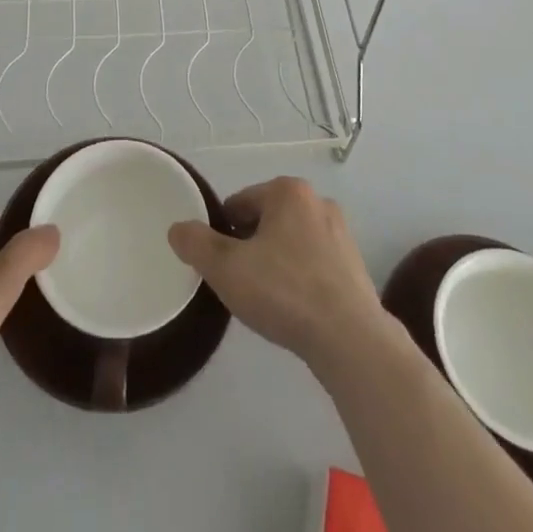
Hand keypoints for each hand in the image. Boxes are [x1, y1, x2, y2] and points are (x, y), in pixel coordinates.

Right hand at [167, 177, 388, 371]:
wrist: (350, 340)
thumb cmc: (284, 292)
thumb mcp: (227, 268)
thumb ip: (197, 244)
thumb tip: (177, 228)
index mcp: (287, 191)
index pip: (239, 204)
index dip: (222, 234)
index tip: (219, 266)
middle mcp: (317, 201)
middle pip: (265, 221)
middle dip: (250, 247)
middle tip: (240, 284)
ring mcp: (341, 233)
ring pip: (290, 243)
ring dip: (275, 263)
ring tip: (267, 300)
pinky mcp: (355, 265)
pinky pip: (313, 264)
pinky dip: (299, 279)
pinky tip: (294, 309)